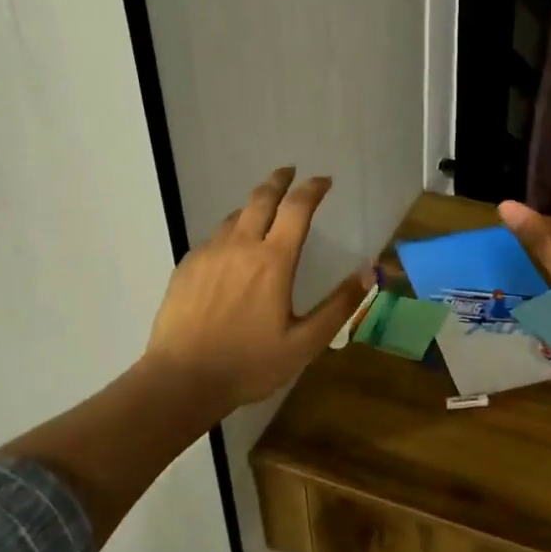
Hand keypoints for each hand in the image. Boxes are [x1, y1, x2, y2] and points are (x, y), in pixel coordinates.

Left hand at [143, 167, 370, 409]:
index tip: (323, 180)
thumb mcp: (305, 342)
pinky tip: (230, 249)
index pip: (297, 208)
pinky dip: (229, 232)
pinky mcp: (186, 267)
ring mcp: (209, 254)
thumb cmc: (249, 364)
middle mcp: (240, 246)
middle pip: (261, 198)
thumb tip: (369, 270)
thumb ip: (339, 305)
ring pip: (234, 216)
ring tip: (262, 211)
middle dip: (279, 180)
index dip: (312, 188)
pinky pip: (213, 238)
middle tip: (289, 171)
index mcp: (273, 261)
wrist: (181, 380)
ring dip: (253, 206)